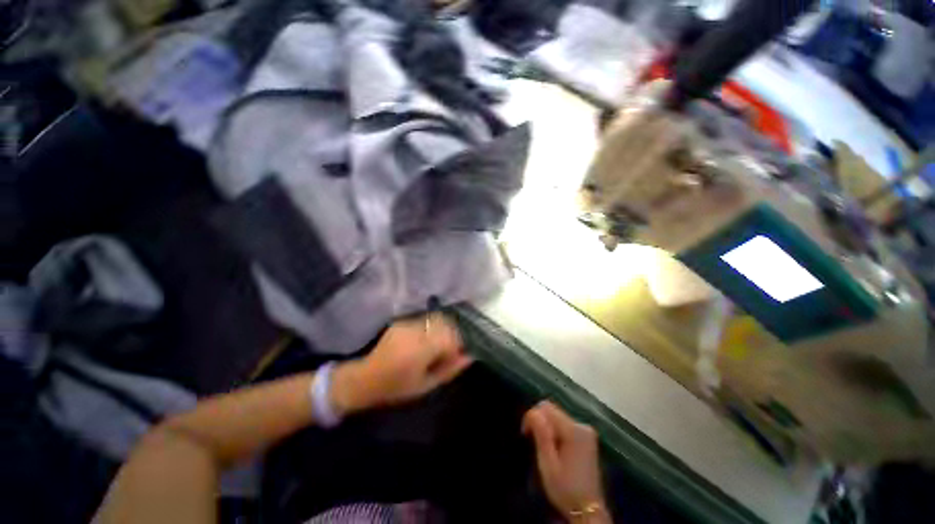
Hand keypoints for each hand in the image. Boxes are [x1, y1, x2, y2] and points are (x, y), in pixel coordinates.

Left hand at [331, 313, 472, 414]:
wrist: (364, 379)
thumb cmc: (397, 388)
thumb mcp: (427, 385)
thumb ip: (450, 369)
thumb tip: (470, 356)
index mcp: (421, 348)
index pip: (451, 336)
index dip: (458, 344)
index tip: (455, 355)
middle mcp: (415, 331)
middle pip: (444, 323)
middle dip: (451, 334)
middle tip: (447, 350)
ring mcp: (407, 324)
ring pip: (435, 319)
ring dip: (441, 329)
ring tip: (436, 345)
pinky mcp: (401, 322)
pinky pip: (424, 320)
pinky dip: (430, 328)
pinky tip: (424, 341)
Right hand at [523, 401, 607, 522]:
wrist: (588, 510)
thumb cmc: (565, 489)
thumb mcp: (548, 465)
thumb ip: (541, 436)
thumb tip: (533, 412)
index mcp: (574, 430)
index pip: (546, 408)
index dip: (532, 416)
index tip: (526, 434)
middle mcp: (582, 425)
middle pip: (552, 410)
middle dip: (539, 421)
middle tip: (533, 441)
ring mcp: (586, 431)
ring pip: (557, 416)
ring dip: (547, 427)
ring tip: (543, 447)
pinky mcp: (586, 436)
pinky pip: (564, 423)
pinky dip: (555, 430)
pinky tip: (554, 447)